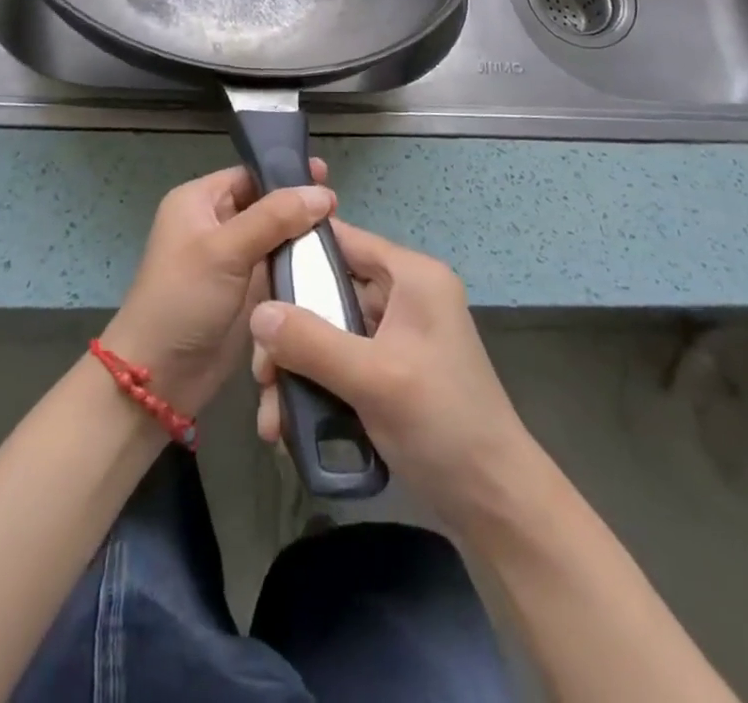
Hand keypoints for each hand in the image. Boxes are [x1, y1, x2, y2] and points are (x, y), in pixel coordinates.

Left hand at [101, 161, 332, 416]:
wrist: (160, 376)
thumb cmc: (183, 299)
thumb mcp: (225, 250)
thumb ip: (274, 217)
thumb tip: (322, 193)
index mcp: (198, 201)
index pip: (248, 175)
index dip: (285, 174)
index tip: (327, 177)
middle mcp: (214, 223)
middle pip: (265, 204)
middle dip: (299, 207)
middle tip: (340, 211)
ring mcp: (231, 259)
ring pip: (275, 237)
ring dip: (303, 238)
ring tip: (343, 237)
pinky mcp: (245, 290)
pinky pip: (277, 266)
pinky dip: (299, 265)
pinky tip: (329, 265)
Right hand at [249, 219, 530, 523]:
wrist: (496, 506)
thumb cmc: (444, 425)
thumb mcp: (374, 379)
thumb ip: (311, 341)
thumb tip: (256, 313)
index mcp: (412, 277)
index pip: (344, 241)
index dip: (296, 252)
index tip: (252, 280)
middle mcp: (403, 296)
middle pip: (327, 293)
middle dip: (288, 333)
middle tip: (260, 374)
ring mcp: (396, 336)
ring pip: (326, 333)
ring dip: (294, 369)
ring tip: (271, 417)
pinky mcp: (388, 371)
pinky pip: (338, 363)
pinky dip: (313, 388)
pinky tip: (289, 427)